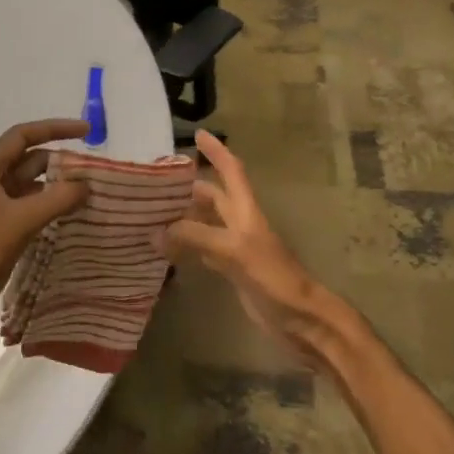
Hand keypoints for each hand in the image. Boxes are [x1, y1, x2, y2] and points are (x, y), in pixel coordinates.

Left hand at [0, 119, 90, 352]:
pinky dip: (49, 208)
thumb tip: (86, 185)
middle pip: (27, 161)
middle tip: (94, 170)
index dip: (54, 128)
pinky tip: (72, 216)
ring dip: (57, 186)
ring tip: (90, 192)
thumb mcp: (20, 221)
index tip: (86, 131)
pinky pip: (28, 209)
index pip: (21, 136)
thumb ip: (56, 199)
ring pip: (30, 186)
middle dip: (60, 161)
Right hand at [161, 130, 355, 366]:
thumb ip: (197, 237)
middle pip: (215, 197)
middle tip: (157, 183)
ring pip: (207, 224)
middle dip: (190, 187)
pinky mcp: (233, 272)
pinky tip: (169, 250)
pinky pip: (204, 251)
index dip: (217, 152)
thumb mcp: (234, 250)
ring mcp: (237, 249)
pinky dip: (187, 247)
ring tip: (153, 214)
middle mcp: (241, 224)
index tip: (198, 134)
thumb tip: (157, 232)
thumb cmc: (274, 277)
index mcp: (246, 211)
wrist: (300, 318)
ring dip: (185, 217)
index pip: (231, 172)